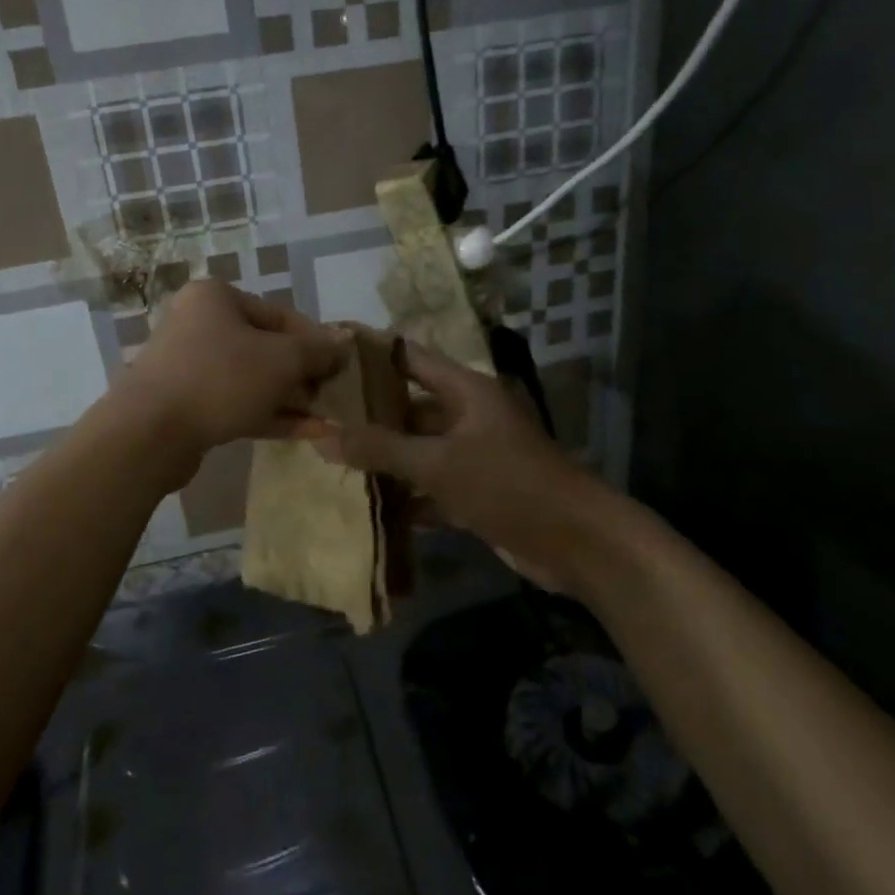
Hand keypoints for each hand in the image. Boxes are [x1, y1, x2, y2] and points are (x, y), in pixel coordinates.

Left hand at [119, 281, 346, 456]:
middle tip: (334, 396)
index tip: (342, 366)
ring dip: (292, 399)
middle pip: (266, 348)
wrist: (149, 433)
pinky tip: (309, 433)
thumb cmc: (220, 378)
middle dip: (304, 375)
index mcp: (217, 298)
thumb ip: (317, 351)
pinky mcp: (187, 405)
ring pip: (252, 379)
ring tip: (329, 418)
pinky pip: (236, 403)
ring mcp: (190, 367)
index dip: (317, 341)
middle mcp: (199, 324)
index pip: (281, 315)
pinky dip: (270, 415)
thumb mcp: (281, 360)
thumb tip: (344, 342)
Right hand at [305, 342, 603, 594]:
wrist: (578, 542)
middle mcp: (468, 415)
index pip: (409, 358)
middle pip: (409, 406)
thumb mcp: (439, 463)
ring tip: (330, 457)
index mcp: (465, 390)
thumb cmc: (508, 485)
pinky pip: (431, 484)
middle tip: (317, 416)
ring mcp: (473, 455)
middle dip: (367, 414)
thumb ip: (381, 449)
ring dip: (383, 457)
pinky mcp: (476, 491)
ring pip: (418, 449)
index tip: (328, 352)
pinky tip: (367, 503)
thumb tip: (322, 436)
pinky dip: (405, 493)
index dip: (371, 352)